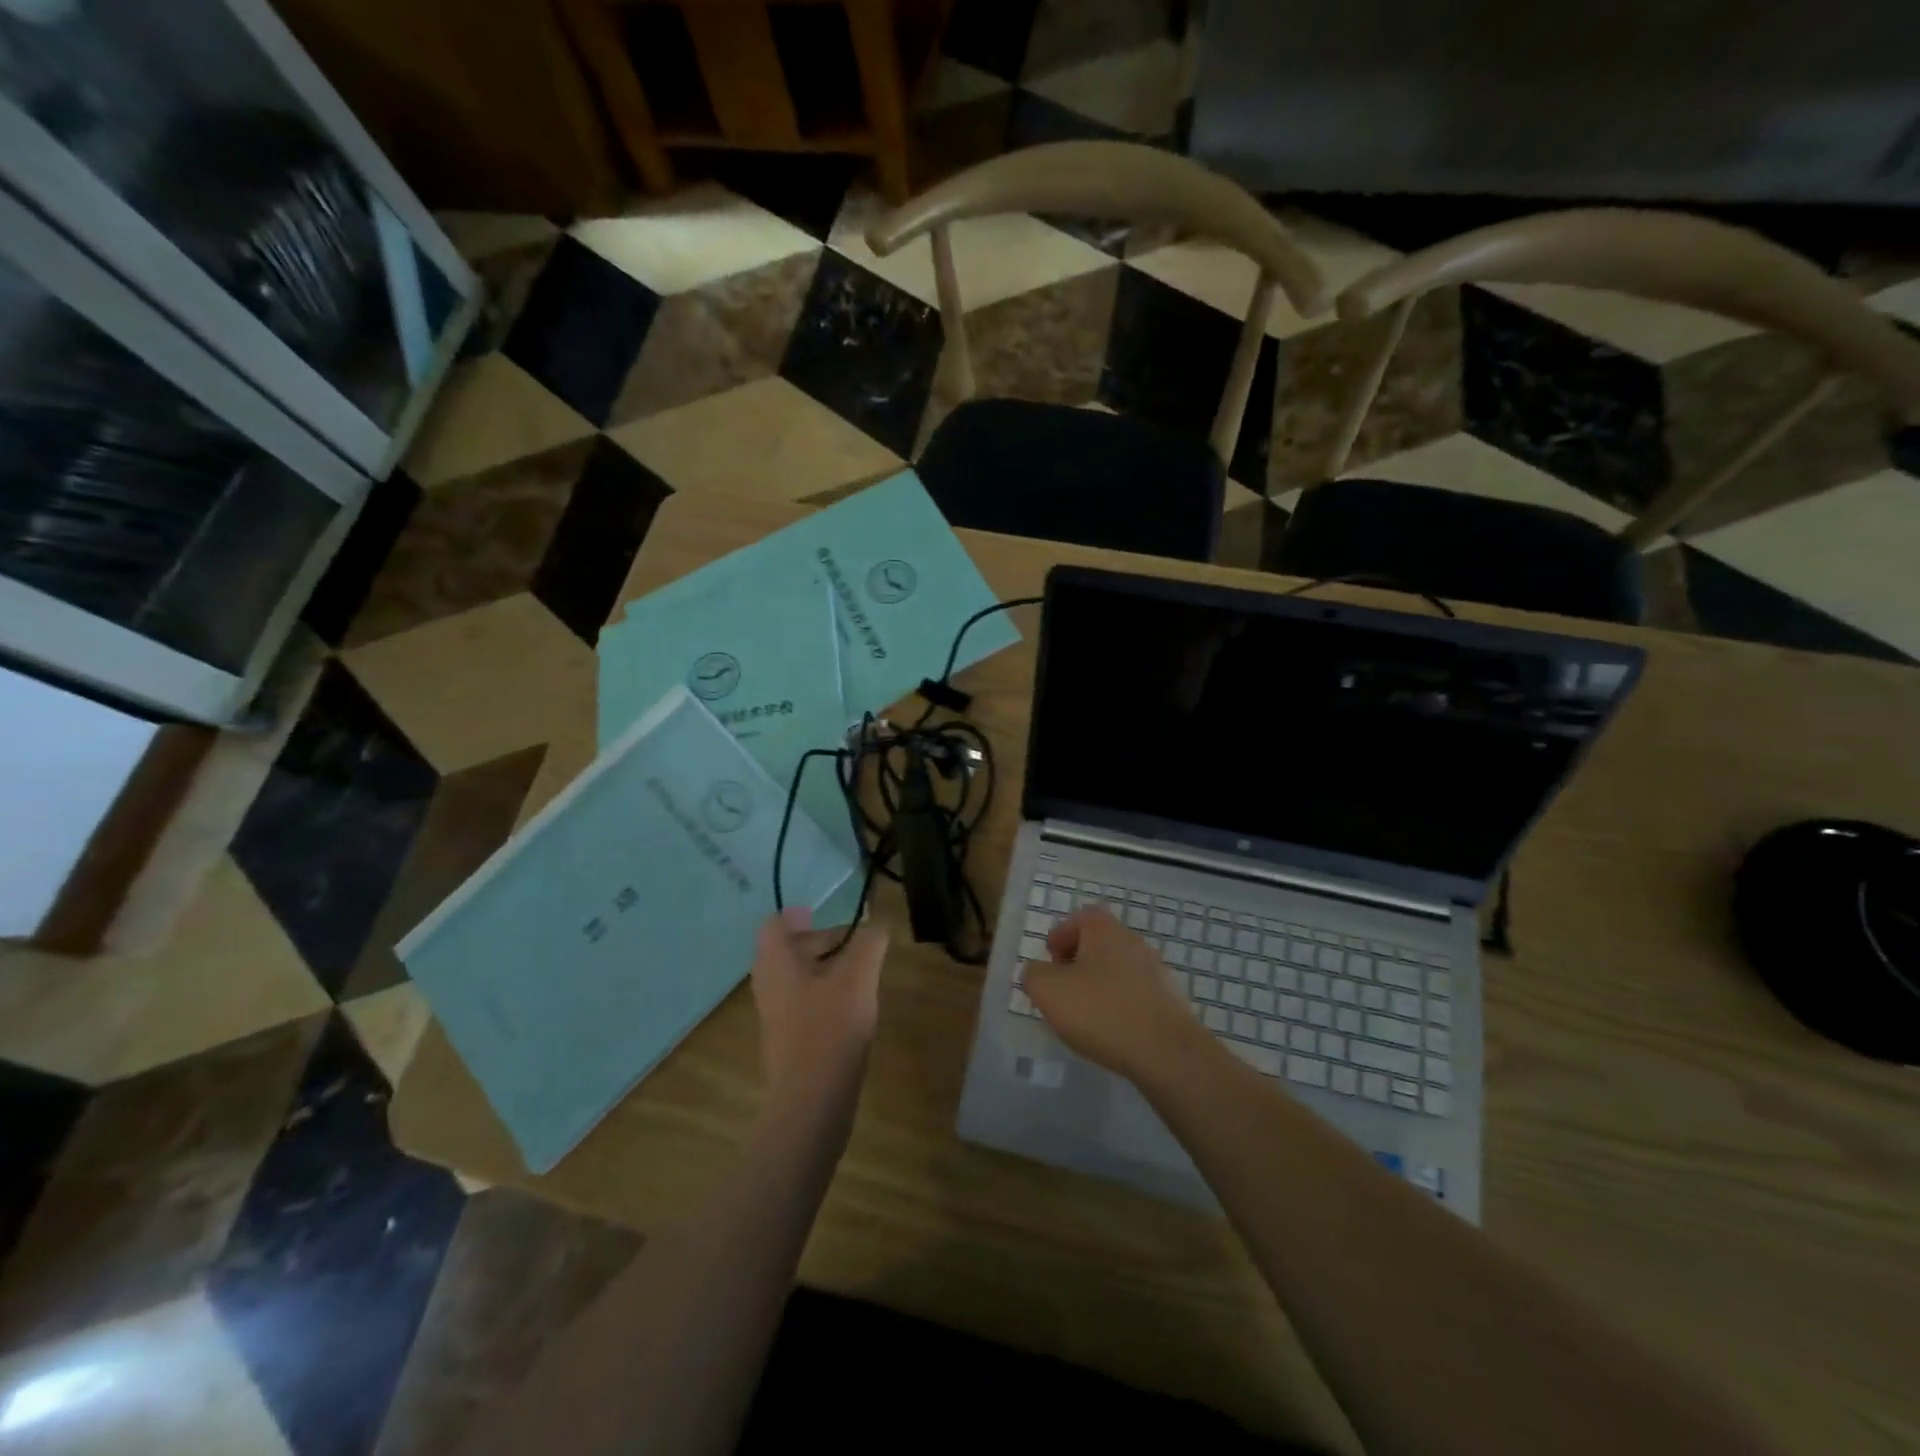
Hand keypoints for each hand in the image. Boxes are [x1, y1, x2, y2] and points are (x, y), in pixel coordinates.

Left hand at [750, 908, 887, 1105]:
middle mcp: (768, 984)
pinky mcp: (788, 1038)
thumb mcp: (858, 978)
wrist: (811, 1103)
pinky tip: (854, 1008)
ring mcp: (776, 1014)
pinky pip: (804, 1001)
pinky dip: (826, 994)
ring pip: (799, 976)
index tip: (827, 916)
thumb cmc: (830, 1030)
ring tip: (863, 975)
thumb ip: (869, 943)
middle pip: (790, 948)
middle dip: (823, 940)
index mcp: (776, 962)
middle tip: (858, 944)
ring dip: (828, 968)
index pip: (774, 923)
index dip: (799, 915)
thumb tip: (876, 925)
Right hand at [1024, 907, 1201, 1082]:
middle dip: (1078, 961)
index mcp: (1105, 930)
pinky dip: (1120, 1006)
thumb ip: (1034, 974)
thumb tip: (1038, 971)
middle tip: (1062, 987)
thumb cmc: (1100, 1011)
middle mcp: (1133, 942)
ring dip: (1099, 985)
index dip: (1062, 935)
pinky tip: (1111, 1030)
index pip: (1081, 917)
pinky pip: (1136, 995)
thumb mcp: (1048, 991)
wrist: (1166, 1051)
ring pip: (1118, 969)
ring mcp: (1156, 971)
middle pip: (1100, 943)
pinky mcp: (1170, 1002)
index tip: (1050, 958)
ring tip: (1084, 1014)